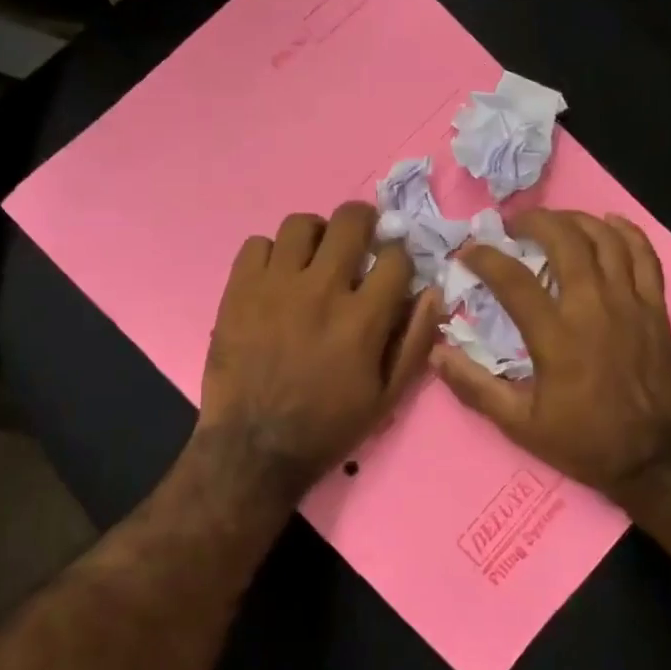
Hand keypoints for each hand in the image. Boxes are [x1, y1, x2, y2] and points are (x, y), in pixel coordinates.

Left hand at [198, 202, 440, 502]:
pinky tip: (276, 277)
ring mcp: (275, 285)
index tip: (393, 265)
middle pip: (350, 221)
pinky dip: (271, 254)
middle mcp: (321, 290)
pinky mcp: (238, 290)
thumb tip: (432, 291)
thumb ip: (414, 341)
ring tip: (314, 256)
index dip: (400, 256)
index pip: (395, 257)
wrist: (254, 448)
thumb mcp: (387, 397)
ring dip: (316, 234)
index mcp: (362, 318)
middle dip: (364, 222)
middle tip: (360, 239)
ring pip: (300, 224)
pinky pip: (256, 244)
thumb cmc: (328, 426)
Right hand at [431, 210, 670, 504]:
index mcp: (556, 336)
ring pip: (605, 240)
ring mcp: (630, 304)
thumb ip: (475, 387)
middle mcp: (593, 308)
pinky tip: (609, 223)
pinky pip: (646, 257)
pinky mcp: (657, 309)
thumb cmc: (584, 441)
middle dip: (534, 223)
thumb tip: (436, 353)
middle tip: (514, 226)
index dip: (485, 257)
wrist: (655, 459)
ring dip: (575, 221)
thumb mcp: (520, 424)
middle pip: (564, 241)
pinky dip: (627, 233)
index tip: (469, 251)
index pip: (512, 279)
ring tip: (554, 221)